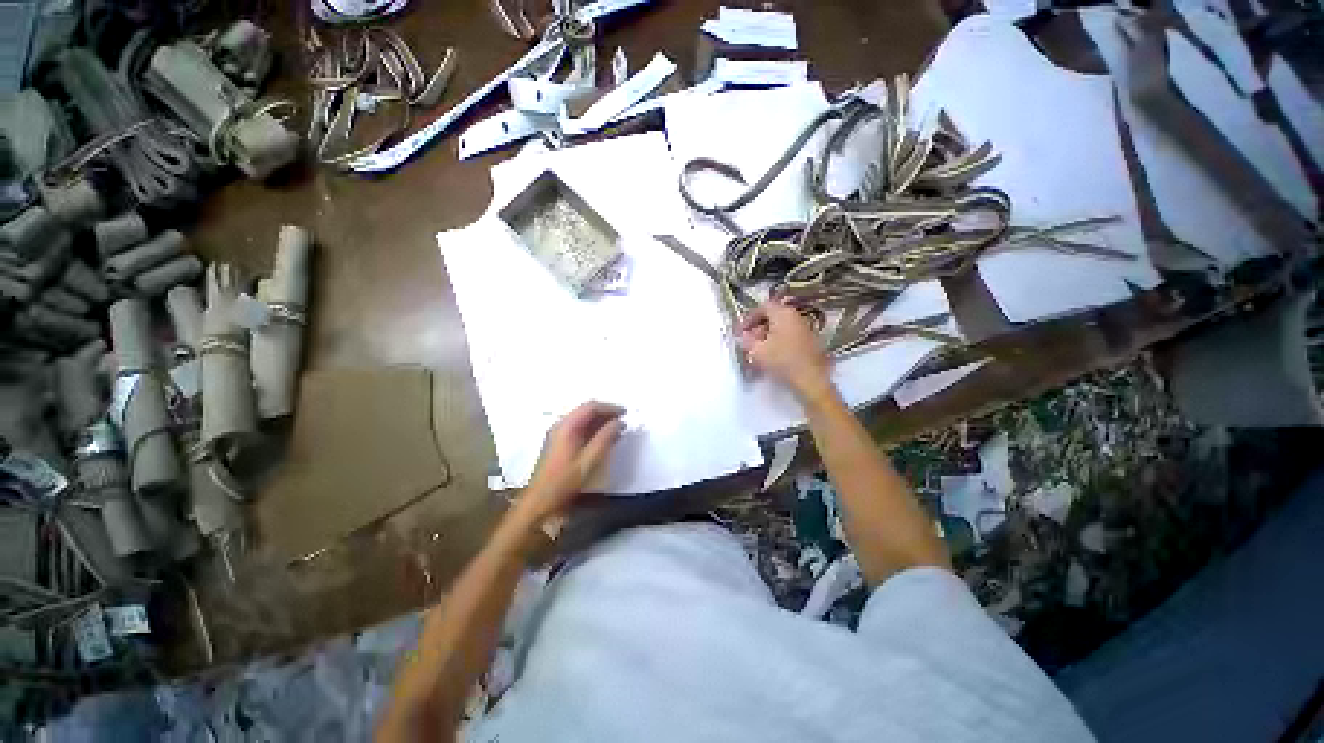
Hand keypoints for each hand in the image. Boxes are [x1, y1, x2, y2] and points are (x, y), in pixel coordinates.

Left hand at [522, 401, 625, 518]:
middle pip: (586, 410)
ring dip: (601, 422)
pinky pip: (579, 429)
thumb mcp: (590, 459)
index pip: (591, 407)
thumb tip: (619, 422)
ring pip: (583, 420)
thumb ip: (606, 437)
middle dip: (606, 414)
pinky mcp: (559, 443)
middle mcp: (561, 425)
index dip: (610, 408)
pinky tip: (604, 439)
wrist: (541, 501)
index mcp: (567, 426)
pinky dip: (593, 430)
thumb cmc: (566, 480)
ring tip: (617, 430)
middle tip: (623, 421)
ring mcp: (558, 434)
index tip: (626, 414)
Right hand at [738, 300, 833, 400]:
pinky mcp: (810, 340)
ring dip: (767, 335)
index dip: (749, 318)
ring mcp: (805, 328)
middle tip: (749, 342)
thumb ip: (747, 340)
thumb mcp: (757, 351)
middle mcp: (795, 316)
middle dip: (758, 327)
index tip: (741, 332)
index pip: (762, 307)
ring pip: (781, 326)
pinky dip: (778, 341)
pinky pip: (789, 334)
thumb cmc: (782, 361)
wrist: (811, 379)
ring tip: (759, 350)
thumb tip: (743, 336)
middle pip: (772, 316)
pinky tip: (773, 355)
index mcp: (783, 313)